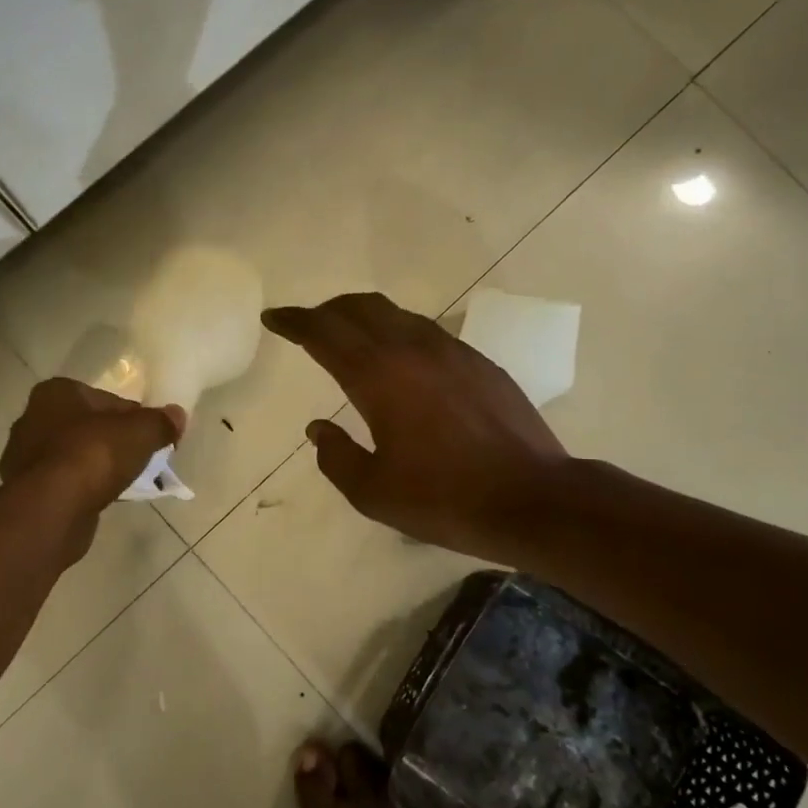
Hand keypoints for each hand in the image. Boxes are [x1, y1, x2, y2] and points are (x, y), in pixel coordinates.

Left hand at [0, 379, 184, 555]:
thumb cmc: (95, 454)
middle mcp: (33, 418)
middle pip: (89, 426)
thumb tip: (178, 415)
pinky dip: (84, 487)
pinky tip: (103, 498)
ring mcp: (25, 457)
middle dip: (115, 441)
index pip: (106, 399)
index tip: (152, 436)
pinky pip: (66, 482)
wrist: (53, 508)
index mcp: (56, 392)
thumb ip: (161, 422)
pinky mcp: (26, 490)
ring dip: (99, 466)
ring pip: (76, 455)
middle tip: (142, 458)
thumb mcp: (141, 432)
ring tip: (127, 481)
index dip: (134, 416)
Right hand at [262, 294, 568, 560]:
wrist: (534, 499)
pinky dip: (399, 332)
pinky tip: (402, 359)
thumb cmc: (445, 499)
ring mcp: (451, 350)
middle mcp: (412, 349)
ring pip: (396, 314)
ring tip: (350, 336)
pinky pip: (426, 331)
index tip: (273, 318)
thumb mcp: (374, 493)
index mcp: (377, 376)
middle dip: (326, 311)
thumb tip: (319, 429)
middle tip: (307, 326)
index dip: (293, 321)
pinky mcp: (479, 361)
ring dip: (363, 317)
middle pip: (358, 308)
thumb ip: (336, 457)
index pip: (323, 332)